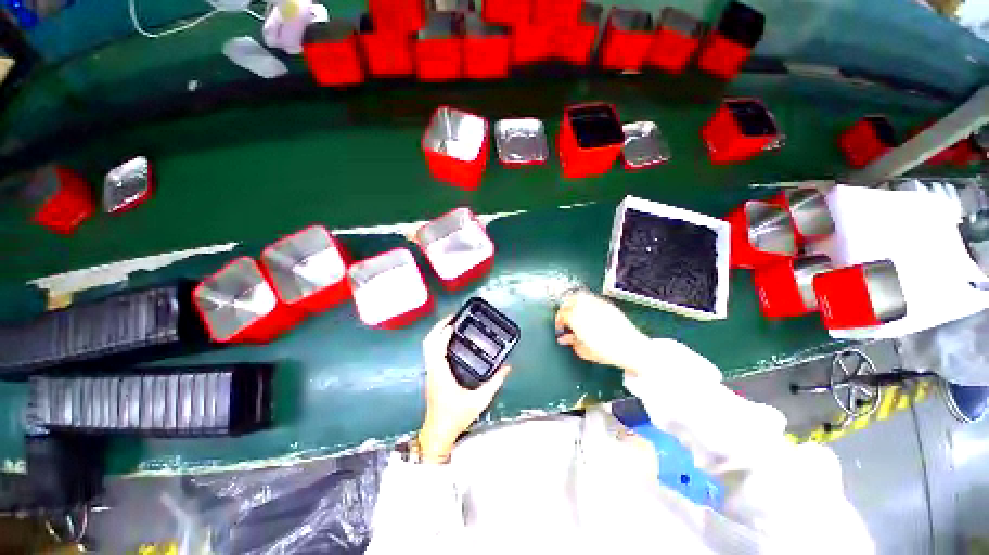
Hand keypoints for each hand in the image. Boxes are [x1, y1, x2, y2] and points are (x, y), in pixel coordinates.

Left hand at [417, 317, 511, 462]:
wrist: (438, 433)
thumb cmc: (456, 417)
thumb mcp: (479, 401)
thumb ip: (494, 384)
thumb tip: (507, 368)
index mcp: (440, 373)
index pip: (437, 347)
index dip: (444, 332)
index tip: (454, 322)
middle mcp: (432, 370)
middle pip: (428, 342)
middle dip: (438, 327)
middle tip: (452, 317)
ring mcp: (430, 372)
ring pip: (427, 347)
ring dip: (437, 333)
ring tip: (451, 324)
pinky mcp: (432, 375)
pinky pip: (431, 353)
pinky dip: (437, 341)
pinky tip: (449, 340)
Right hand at [555, 291, 649, 373]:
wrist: (631, 348)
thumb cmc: (607, 352)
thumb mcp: (584, 351)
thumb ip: (571, 342)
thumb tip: (564, 339)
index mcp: (577, 319)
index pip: (562, 314)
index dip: (558, 321)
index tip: (561, 327)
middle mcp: (585, 308)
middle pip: (569, 301)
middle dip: (564, 308)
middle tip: (565, 317)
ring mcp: (597, 304)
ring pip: (580, 295)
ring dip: (574, 302)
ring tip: (575, 312)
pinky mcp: (607, 304)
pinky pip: (592, 298)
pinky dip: (586, 302)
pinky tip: (589, 312)